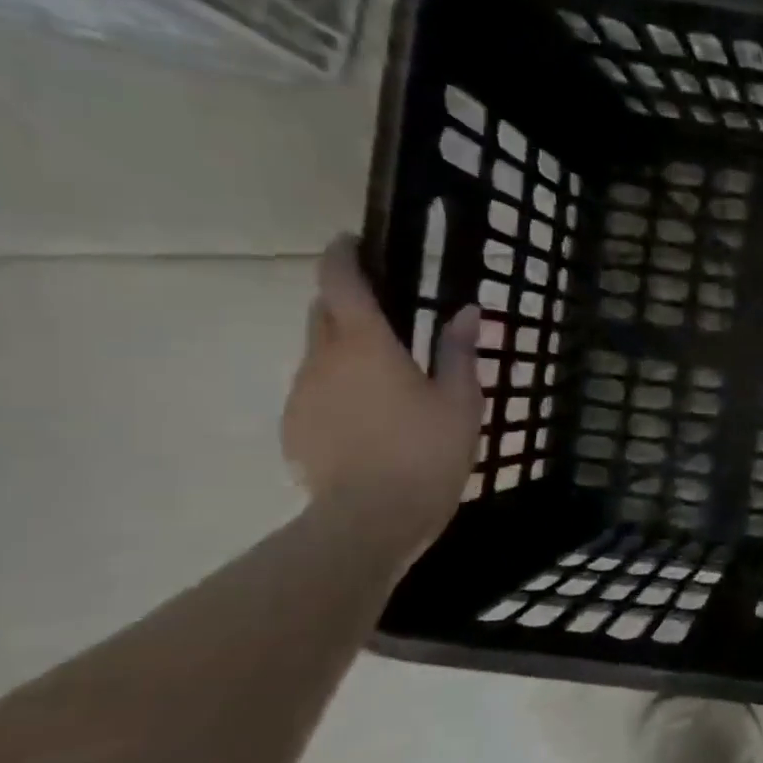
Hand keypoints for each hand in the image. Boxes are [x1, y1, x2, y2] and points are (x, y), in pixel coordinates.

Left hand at [282, 236, 481, 559]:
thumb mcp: (461, 401)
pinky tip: (370, 420)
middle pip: (323, 313)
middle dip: (347, 304)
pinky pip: (316, 392)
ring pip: (318, 355)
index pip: (340, 281)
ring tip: (386, 379)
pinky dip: (339, 389)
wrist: (371, 520)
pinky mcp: (295, 427)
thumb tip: (466, 311)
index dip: (343, 255)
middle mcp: (323, 359)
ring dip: (345, 352)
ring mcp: (302, 394)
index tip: (353, 242)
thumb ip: (459, 351)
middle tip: (387, 316)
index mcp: (366, 344)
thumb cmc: (427, 452)